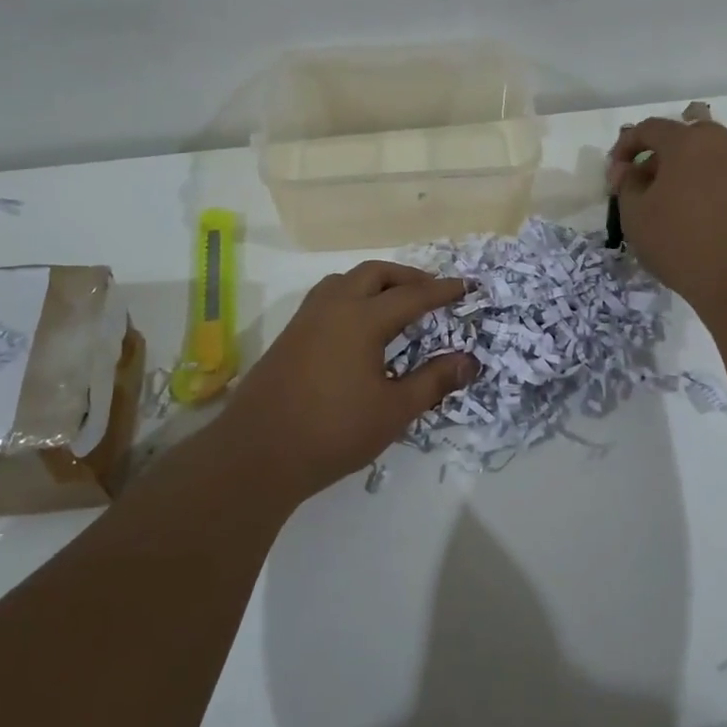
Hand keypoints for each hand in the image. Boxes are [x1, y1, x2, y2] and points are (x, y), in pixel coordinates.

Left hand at [219, 261, 478, 502]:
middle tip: (432, 292)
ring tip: (395, 303)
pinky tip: (358, 327)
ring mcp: (306, 319)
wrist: (258, 453)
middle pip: (375, 273)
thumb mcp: (394, 411)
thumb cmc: (334, 432)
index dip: (443, 291)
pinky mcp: (289, 335)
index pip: (412, 295)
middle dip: (407, 277)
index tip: (468, 286)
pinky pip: (326, 298)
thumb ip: (433, 381)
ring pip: (345, 280)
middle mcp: (332, 307)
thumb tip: (468, 361)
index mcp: (361, 319)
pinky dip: (352, 296)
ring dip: (375, 282)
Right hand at [606, 113, 726, 320]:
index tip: (615, 174)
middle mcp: (723, 143)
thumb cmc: (683, 243)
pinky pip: (726, 177)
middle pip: (683, 137)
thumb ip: (627, 185)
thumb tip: (630, 170)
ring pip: (708, 157)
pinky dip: (707, 187)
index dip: (625, 147)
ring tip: (670, 206)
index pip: (649, 128)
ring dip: (684, 172)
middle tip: (643, 187)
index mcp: (688, 141)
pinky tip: (698, 218)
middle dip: (658, 157)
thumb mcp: (636, 216)